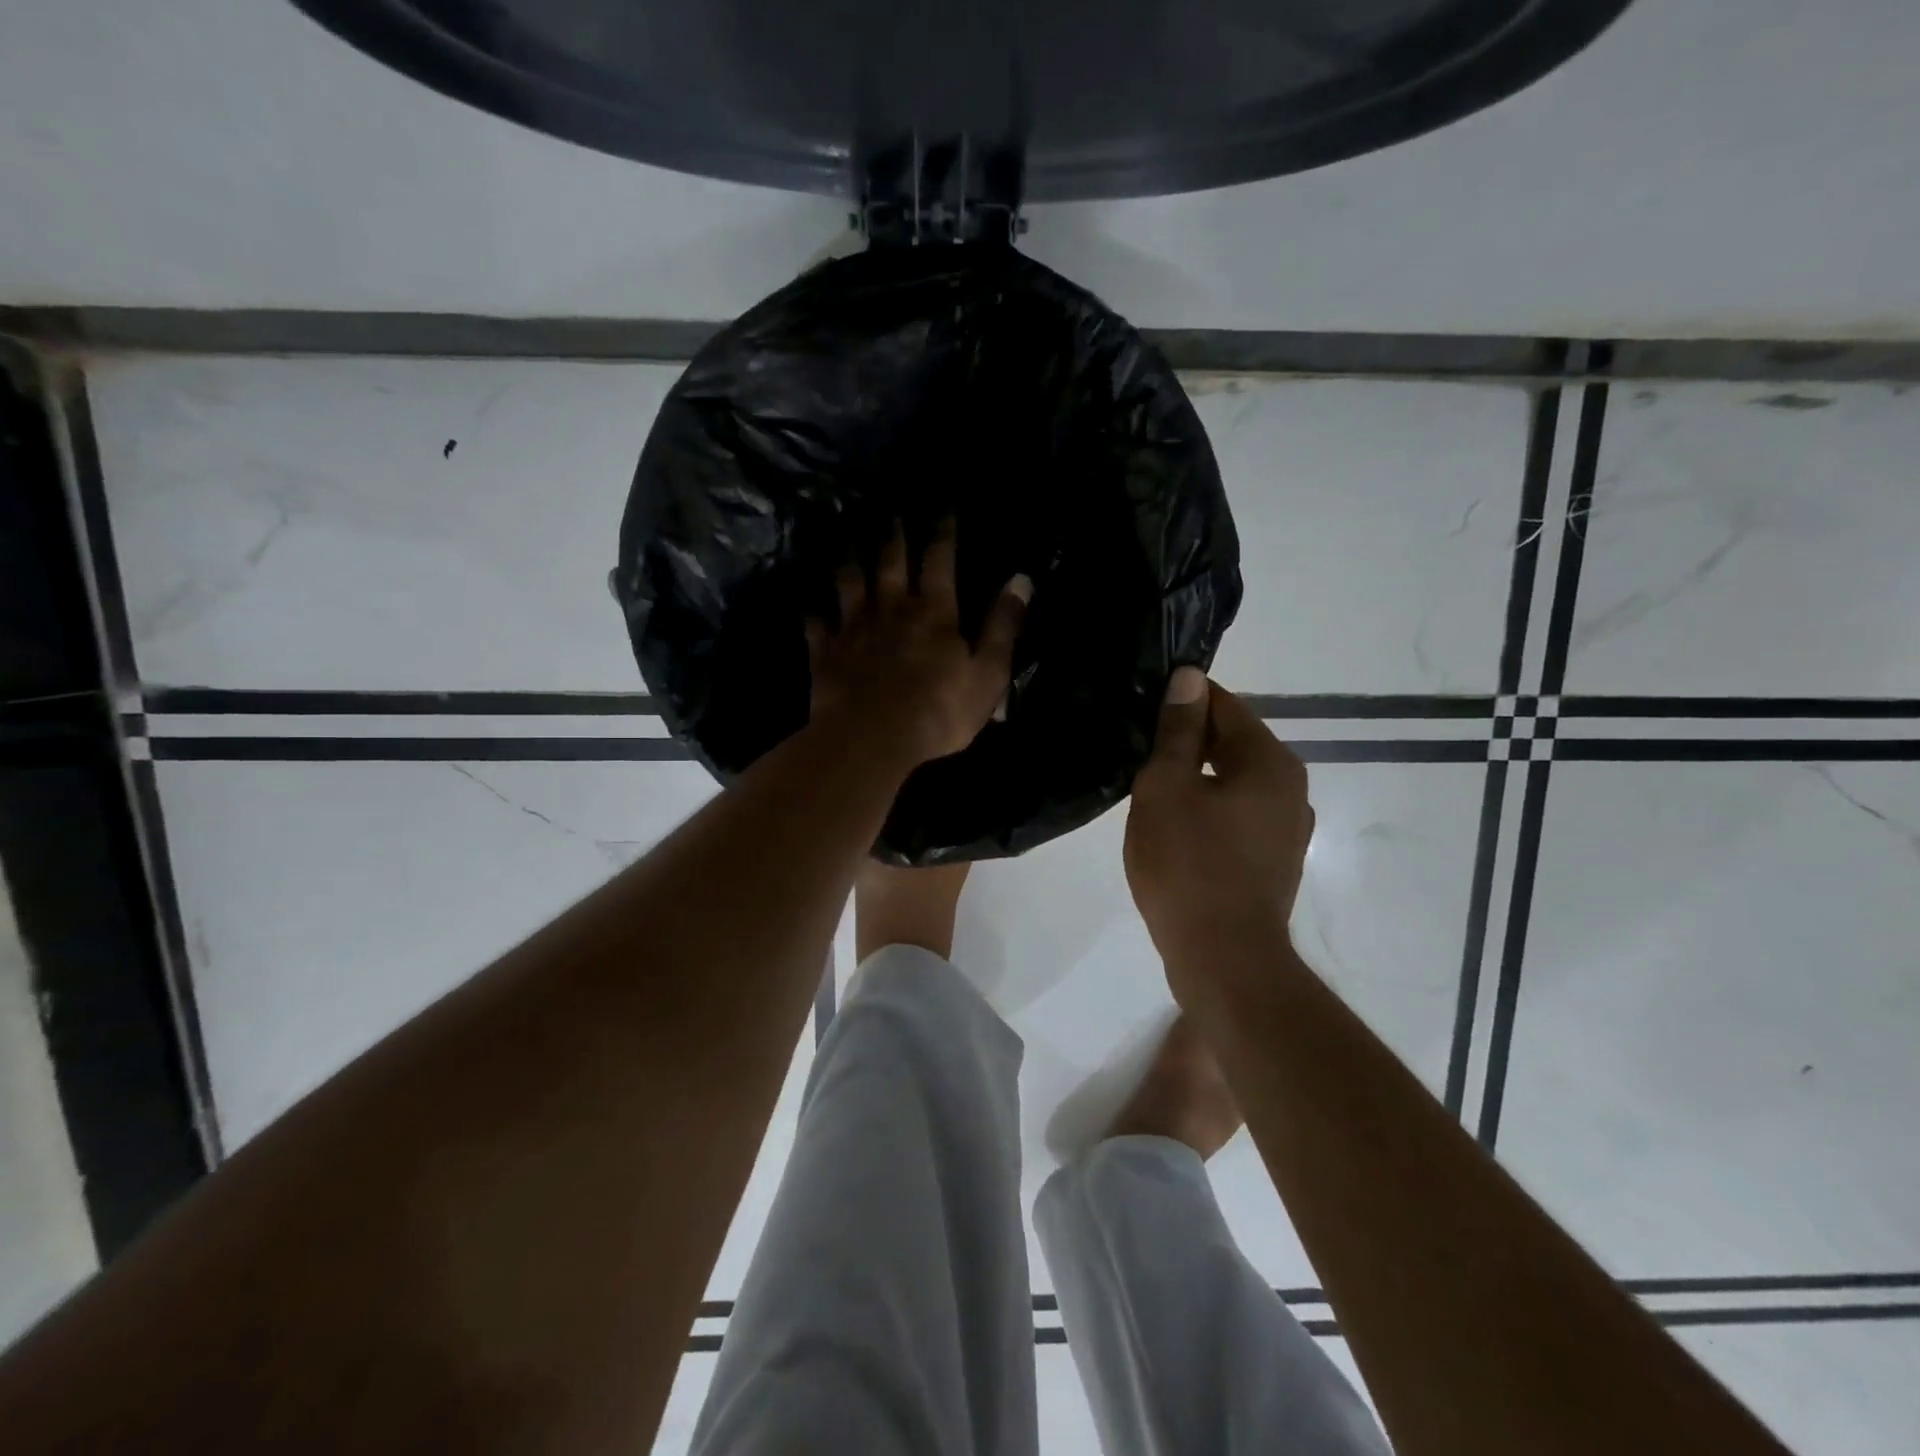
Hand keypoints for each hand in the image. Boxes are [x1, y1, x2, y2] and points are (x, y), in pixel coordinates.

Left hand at [807, 521, 1031, 766]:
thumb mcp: (988, 672)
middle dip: (894, 537)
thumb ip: (1003, 626)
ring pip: (849, 585)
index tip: (943, 511)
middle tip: (891, 515)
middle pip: (890, 564)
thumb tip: (1021, 580)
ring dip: (850, 563)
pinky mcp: (826, 654)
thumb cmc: (939, 710)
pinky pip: (816, 625)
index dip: (943, 534)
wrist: (873, 739)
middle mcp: (891, 609)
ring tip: (848, 544)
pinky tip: (810, 606)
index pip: (939, 561)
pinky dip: (814, 614)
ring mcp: (854, 629)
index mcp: (934, 612)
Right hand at [1124, 667, 1314, 1002]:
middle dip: (1185, 739)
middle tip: (1136, 746)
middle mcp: (1290, 787)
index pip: (1224, 705)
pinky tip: (1173, 823)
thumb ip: (1176, 731)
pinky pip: (1236, 814)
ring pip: (1232, 780)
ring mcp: (1287, 826)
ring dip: (1194, 776)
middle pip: (1232, 742)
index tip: (1141, 704)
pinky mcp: (1274, 858)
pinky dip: (1207, 807)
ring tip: (1147, 784)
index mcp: (1269, 762)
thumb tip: (1188, 677)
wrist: (1222, 959)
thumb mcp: (1166, 788)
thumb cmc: (1188, 865)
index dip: (1181, 699)